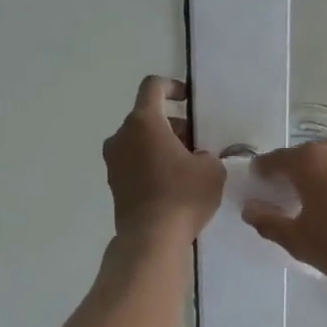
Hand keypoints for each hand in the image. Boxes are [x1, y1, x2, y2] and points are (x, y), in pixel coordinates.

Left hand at [104, 76, 224, 243]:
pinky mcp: (114, 184)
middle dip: (173, 125)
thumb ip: (206, 155)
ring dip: (161, 146)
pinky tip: (173, 185)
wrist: (151, 239)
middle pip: (147, 117)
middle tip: (196, 144)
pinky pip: (135, 163)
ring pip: (140, 141)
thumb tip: (196, 159)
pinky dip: (151, 165)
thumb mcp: (212, 170)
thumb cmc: (183, 196)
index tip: (188, 101)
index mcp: (144, 122)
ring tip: (187, 167)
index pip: (153, 87)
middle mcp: (122, 136)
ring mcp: (114, 161)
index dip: (172, 87)